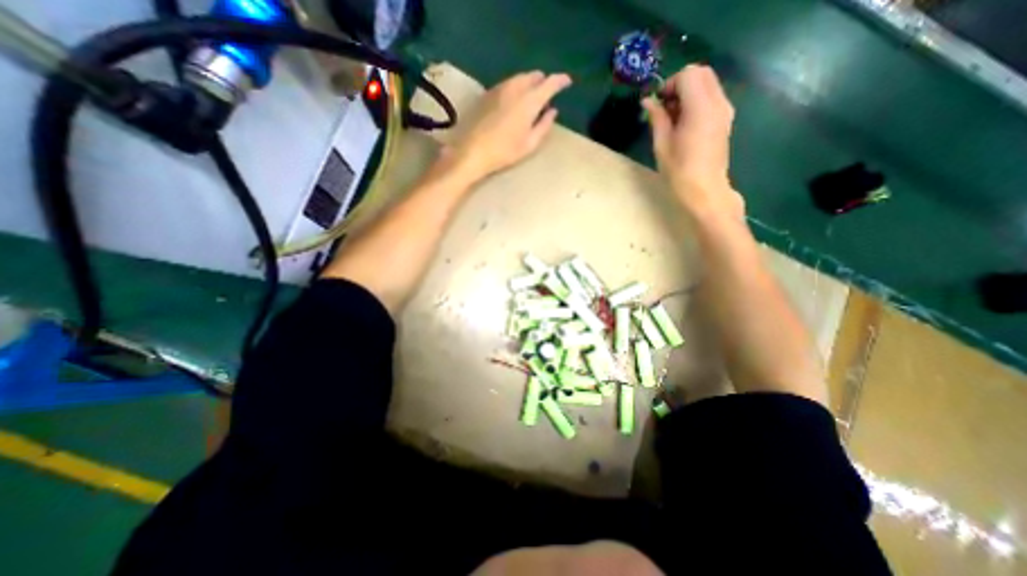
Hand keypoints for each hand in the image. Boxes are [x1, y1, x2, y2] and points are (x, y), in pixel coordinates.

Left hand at [451, 69, 574, 180]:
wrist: (473, 151)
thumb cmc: (505, 151)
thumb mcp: (530, 144)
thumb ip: (544, 125)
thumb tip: (553, 111)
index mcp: (530, 100)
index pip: (550, 82)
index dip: (561, 80)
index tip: (567, 82)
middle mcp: (516, 87)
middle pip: (535, 76)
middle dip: (543, 83)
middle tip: (546, 99)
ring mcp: (500, 88)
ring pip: (520, 78)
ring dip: (529, 85)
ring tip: (530, 102)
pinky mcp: (488, 93)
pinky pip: (509, 83)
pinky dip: (516, 88)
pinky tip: (514, 104)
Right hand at [644, 66, 742, 220]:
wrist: (705, 191)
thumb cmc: (680, 171)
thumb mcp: (662, 145)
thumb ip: (657, 118)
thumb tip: (648, 101)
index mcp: (701, 108)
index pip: (688, 74)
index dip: (670, 84)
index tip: (658, 104)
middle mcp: (718, 102)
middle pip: (701, 72)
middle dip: (679, 83)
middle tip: (664, 107)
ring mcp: (725, 110)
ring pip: (708, 83)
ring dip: (688, 92)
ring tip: (672, 118)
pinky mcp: (725, 119)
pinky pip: (712, 96)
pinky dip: (696, 100)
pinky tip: (684, 123)